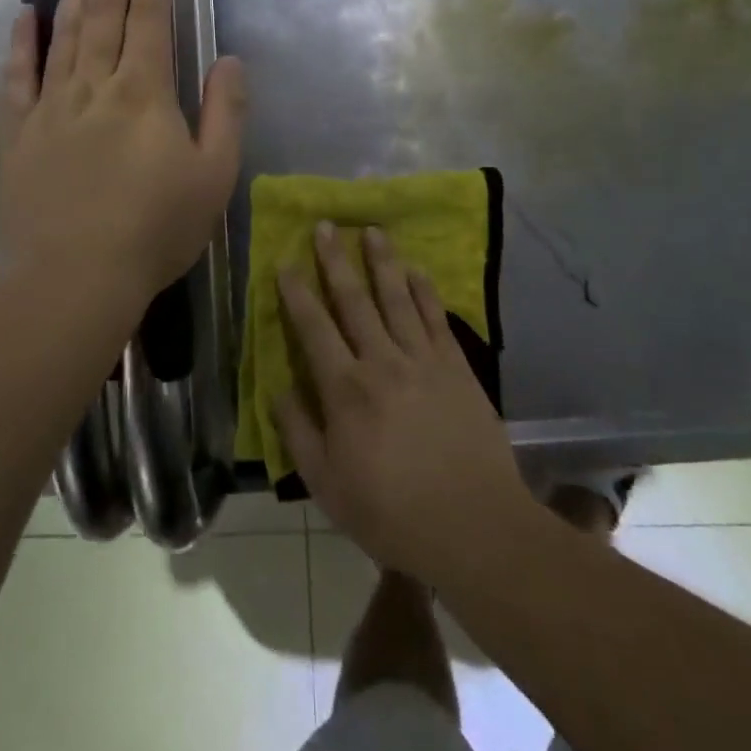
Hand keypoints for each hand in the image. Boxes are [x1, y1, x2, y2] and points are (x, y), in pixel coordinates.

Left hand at [0, 0, 245, 313]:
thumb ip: (226, 112)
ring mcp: (50, 106)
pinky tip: (25, 14)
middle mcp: (94, 85)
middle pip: (104, 13)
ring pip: (64, 33)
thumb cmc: (155, 230)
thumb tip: (230, 60)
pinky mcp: (19, 133)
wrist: (72, 280)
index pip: (150, 18)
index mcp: (144, 91)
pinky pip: (18, 76)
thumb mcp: (215, 176)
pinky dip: (22, 42)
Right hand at [274, 224, 536, 584]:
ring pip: (396, 297)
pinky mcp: (455, 366)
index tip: (285, 261)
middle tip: (325, 225)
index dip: (296, 293)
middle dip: (335, 260)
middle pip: (353, 300)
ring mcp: (422, 359)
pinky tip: (416, 269)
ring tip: (372, 230)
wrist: (473, 525)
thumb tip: (278, 389)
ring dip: (382, 261)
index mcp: (345, 389)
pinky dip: (424, 289)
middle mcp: (381, 361)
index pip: (313, 328)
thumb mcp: (327, 486)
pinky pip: (436, 317)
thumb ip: (298, 433)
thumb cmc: (391, 511)